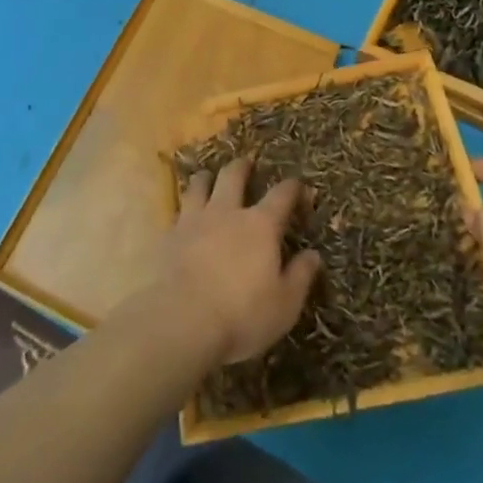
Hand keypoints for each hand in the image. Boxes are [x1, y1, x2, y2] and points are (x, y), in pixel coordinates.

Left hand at [157, 157, 321, 365]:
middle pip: (233, 176)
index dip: (292, 187)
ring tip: (208, 176)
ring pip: (199, 185)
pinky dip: (182, 207)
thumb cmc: (241, 315)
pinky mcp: (169, 235)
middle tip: (246, 162)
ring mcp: (194, 220)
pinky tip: (182, 214)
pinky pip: (176, 210)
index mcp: (260, 226)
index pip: (281, 195)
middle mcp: (227, 212)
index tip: (298, 185)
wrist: (181, 320)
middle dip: (242, 167)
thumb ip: (300, 276)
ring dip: (206, 178)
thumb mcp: (284, 305)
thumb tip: (313, 254)